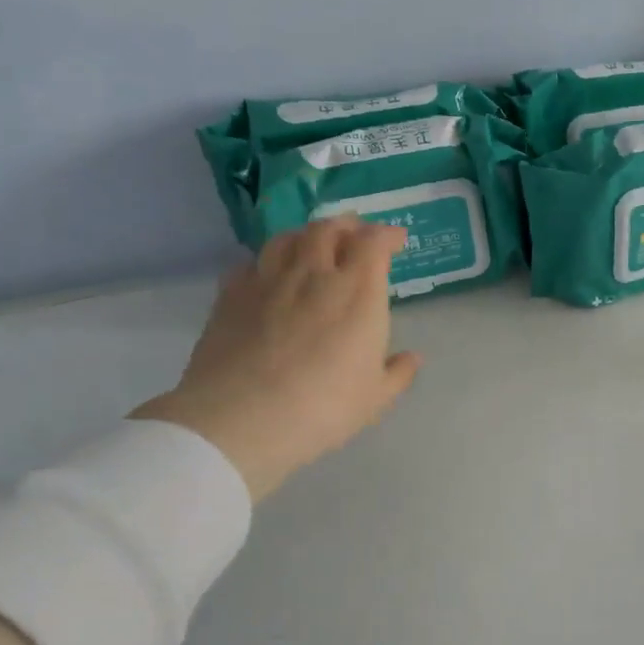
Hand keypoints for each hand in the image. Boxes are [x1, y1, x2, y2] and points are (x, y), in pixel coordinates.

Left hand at [133, 217, 420, 501]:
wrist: (242, 418)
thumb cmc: (324, 408)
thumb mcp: (375, 398)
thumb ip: (398, 373)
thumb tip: (413, 357)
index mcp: (357, 293)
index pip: (373, 242)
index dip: (387, 234)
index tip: (396, 240)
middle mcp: (313, 274)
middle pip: (328, 229)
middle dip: (348, 226)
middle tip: (356, 233)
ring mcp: (267, 281)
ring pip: (287, 238)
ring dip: (307, 235)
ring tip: (314, 244)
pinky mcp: (230, 295)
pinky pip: (251, 262)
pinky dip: (268, 261)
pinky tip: (269, 274)